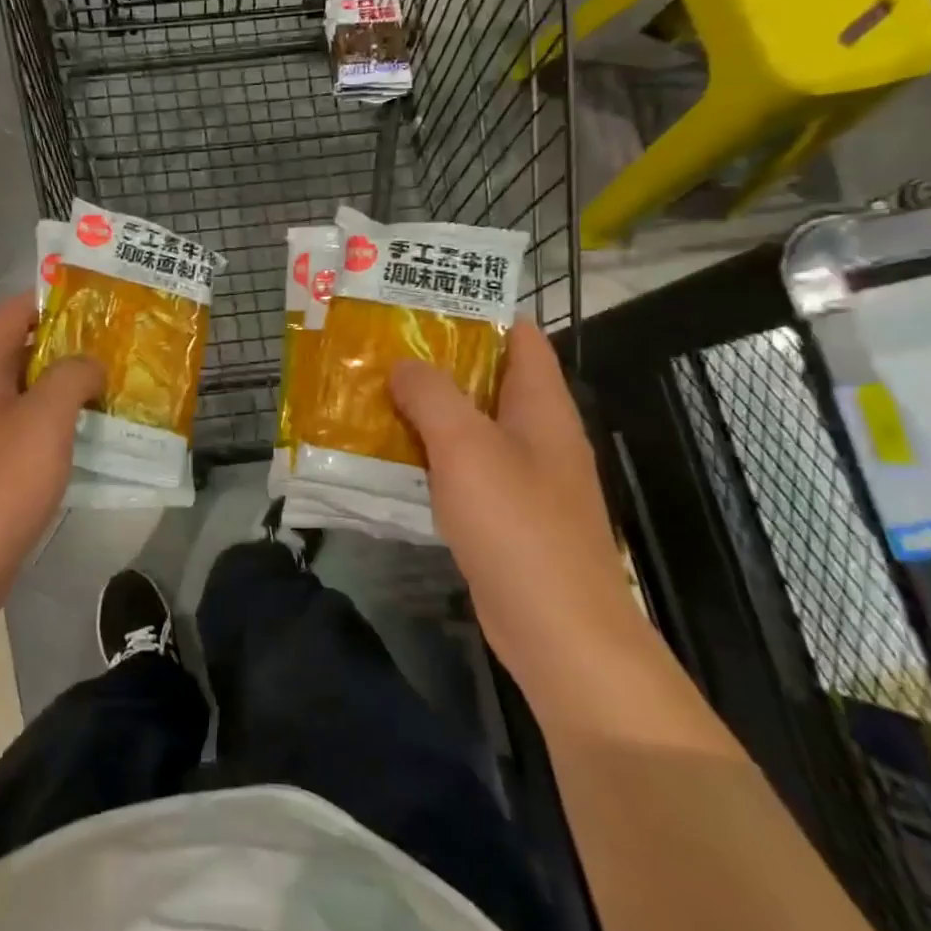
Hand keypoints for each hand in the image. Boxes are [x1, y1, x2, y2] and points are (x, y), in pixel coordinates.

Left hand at [0, 293, 103, 615]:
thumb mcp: (45, 420)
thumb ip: (72, 376)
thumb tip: (89, 363)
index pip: (14, 311)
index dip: (55, 300)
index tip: (101, 305)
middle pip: (22, 349)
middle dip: (70, 346)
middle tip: (118, 348)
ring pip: (26, 392)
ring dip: (66, 388)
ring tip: (114, 388)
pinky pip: (24, 427)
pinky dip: (56, 423)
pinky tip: (90, 436)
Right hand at [389, 317, 636, 666]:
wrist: (556, 628)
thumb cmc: (517, 523)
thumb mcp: (467, 446)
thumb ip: (433, 395)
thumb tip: (404, 365)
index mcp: (542, 405)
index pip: (520, 337)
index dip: (478, 312)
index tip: (423, 302)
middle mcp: (537, 434)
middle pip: (489, 379)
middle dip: (438, 361)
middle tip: (381, 347)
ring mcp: (522, 477)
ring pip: (470, 426)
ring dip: (428, 410)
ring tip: (374, 392)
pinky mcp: (503, 514)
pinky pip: (462, 469)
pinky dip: (429, 456)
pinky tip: (388, 455)